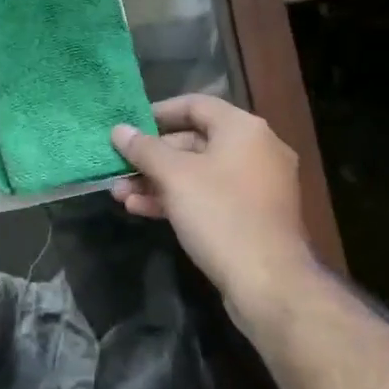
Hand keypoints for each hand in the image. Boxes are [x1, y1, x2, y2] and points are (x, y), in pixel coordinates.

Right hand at [111, 94, 317, 320]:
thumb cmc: (221, 215)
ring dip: (158, 181)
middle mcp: (256, 150)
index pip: (195, 104)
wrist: (269, 284)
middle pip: (195, 140)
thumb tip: (119, 130)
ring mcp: (257, 185)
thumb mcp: (175, 177)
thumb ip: (144, 149)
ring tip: (120, 194)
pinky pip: (210, 196)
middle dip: (152, 156)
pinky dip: (179, 199)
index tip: (129, 125)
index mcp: (244, 129)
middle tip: (119, 167)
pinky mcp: (252, 216)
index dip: (158, 112)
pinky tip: (143, 210)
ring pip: (199, 173)